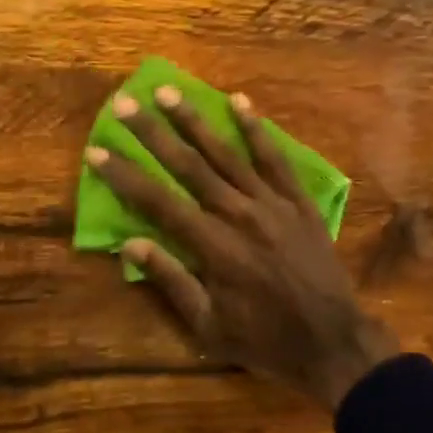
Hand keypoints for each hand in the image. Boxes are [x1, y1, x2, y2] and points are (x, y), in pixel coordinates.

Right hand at [84, 87, 398, 410]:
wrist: (334, 342)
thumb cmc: (265, 340)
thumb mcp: (209, 327)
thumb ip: (171, 281)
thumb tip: (129, 244)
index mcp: (212, 246)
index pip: (157, 201)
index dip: (125, 175)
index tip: (98, 150)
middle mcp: (238, 214)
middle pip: (188, 165)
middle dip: (152, 133)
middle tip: (125, 103)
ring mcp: (271, 203)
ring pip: (226, 153)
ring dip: (194, 120)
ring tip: (168, 91)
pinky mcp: (298, 200)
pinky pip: (274, 158)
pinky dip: (256, 129)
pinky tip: (239, 102)